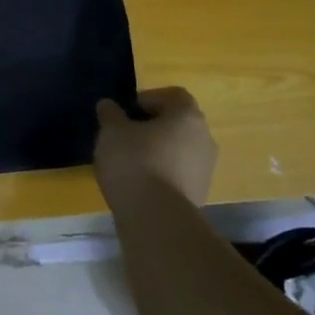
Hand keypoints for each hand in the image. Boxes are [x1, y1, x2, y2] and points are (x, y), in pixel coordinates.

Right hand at [93, 86, 217, 208]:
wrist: (157, 219)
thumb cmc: (135, 162)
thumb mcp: (112, 132)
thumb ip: (110, 114)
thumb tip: (109, 105)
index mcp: (187, 116)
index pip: (173, 95)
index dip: (149, 99)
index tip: (127, 111)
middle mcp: (204, 138)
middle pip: (178, 123)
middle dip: (152, 126)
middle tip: (126, 135)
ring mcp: (205, 169)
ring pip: (179, 150)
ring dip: (157, 151)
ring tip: (129, 162)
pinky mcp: (200, 194)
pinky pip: (178, 173)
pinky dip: (162, 173)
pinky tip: (139, 183)